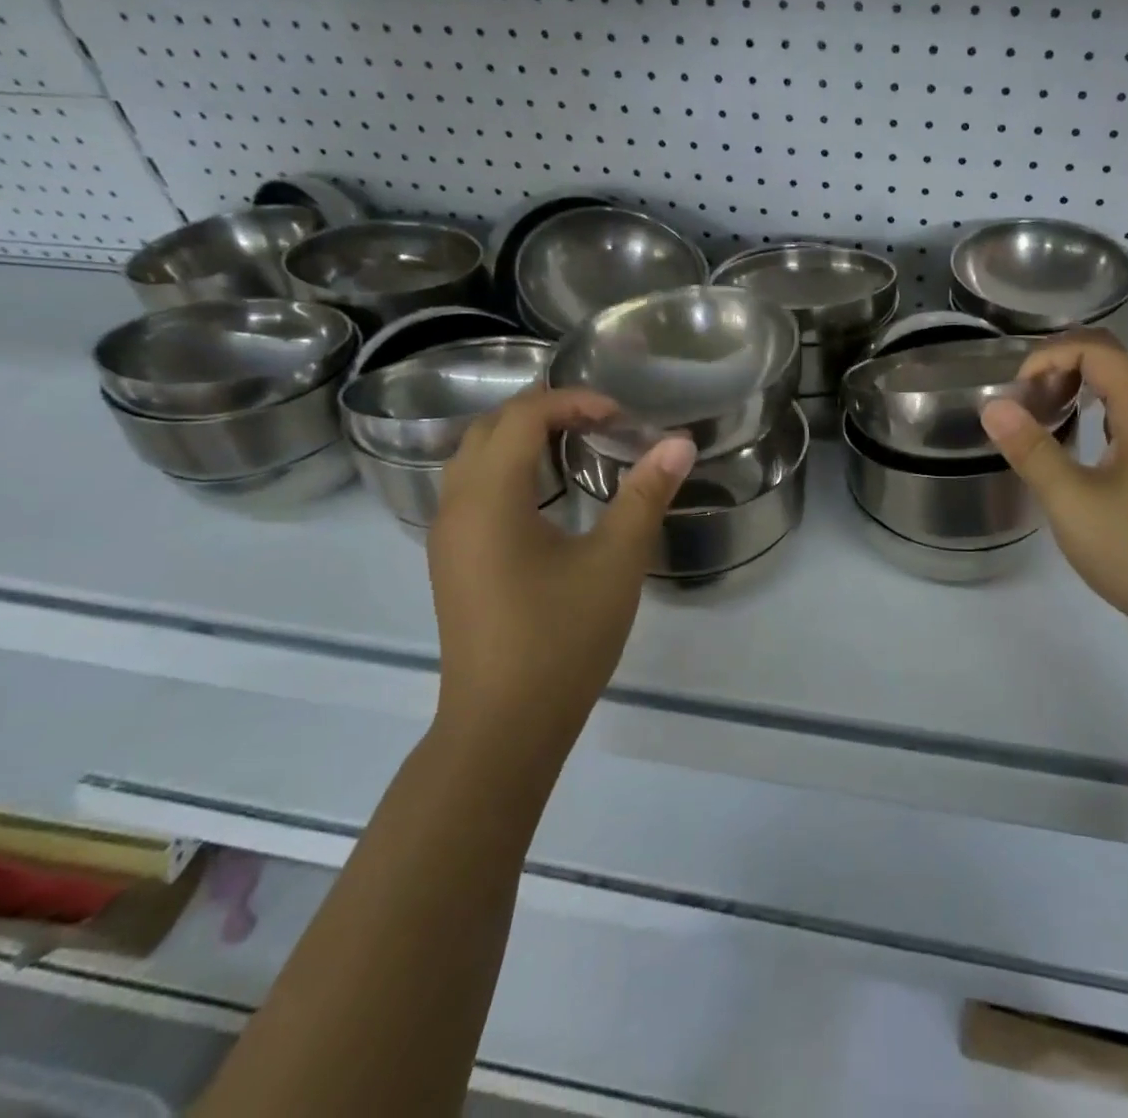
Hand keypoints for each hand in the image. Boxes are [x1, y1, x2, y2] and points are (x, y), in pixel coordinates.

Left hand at [425, 389, 694, 749]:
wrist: (504, 727)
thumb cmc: (561, 638)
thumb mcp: (615, 562)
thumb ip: (646, 495)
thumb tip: (679, 443)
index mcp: (489, 499)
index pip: (523, 418)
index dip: (572, 402)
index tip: (621, 415)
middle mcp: (456, 507)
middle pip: (490, 429)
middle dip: (544, 410)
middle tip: (600, 419)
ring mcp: (447, 538)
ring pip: (474, 459)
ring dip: (521, 438)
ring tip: (576, 442)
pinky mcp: (453, 563)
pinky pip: (472, 490)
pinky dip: (509, 469)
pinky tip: (547, 494)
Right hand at [979, 331, 1127, 647]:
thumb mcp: (1071, 501)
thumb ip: (1031, 450)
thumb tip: (993, 406)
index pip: (1098, 351)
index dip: (1051, 355)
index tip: (1016, 392)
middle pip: (1111, 366)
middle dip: (1060, 370)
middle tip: (1023, 404)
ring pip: (1120, 398)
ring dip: (1077, 395)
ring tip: (1040, 421)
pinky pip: (1127, 426)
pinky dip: (1093, 422)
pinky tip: (1073, 454)